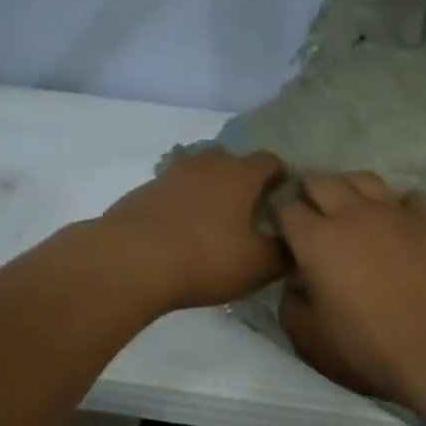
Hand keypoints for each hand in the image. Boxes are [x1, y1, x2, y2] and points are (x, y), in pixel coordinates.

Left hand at [99, 148, 286, 310]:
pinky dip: (182, 205)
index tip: (284, 199)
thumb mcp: (259, 264)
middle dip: (242, 180)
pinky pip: (172, 192)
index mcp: (240, 174)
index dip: (281, 177)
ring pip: (198, 173)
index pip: (270, 161)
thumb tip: (295, 244)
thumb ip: (285, 252)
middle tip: (249, 211)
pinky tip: (181, 233)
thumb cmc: (206, 257)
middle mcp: (206, 164)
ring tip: (214, 222)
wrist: (130, 261)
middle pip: (231, 160)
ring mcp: (170, 175)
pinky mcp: (142, 193)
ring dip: (209, 190)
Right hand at [274, 171, 425, 406]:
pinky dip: (399, 205)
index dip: (279, 214)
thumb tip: (295, 283)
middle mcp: (352, 214)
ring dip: (351, 187)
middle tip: (312, 207)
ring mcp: (395, 212)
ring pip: (365, 179)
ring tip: (352, 203)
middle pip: (323, 181)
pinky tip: (400, 221)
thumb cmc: (368, 347)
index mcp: (316, 240)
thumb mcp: (311, 340)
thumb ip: (292, 305)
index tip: (281, 226)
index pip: (286, 208)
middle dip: (310, 189)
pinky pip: (410, 198)